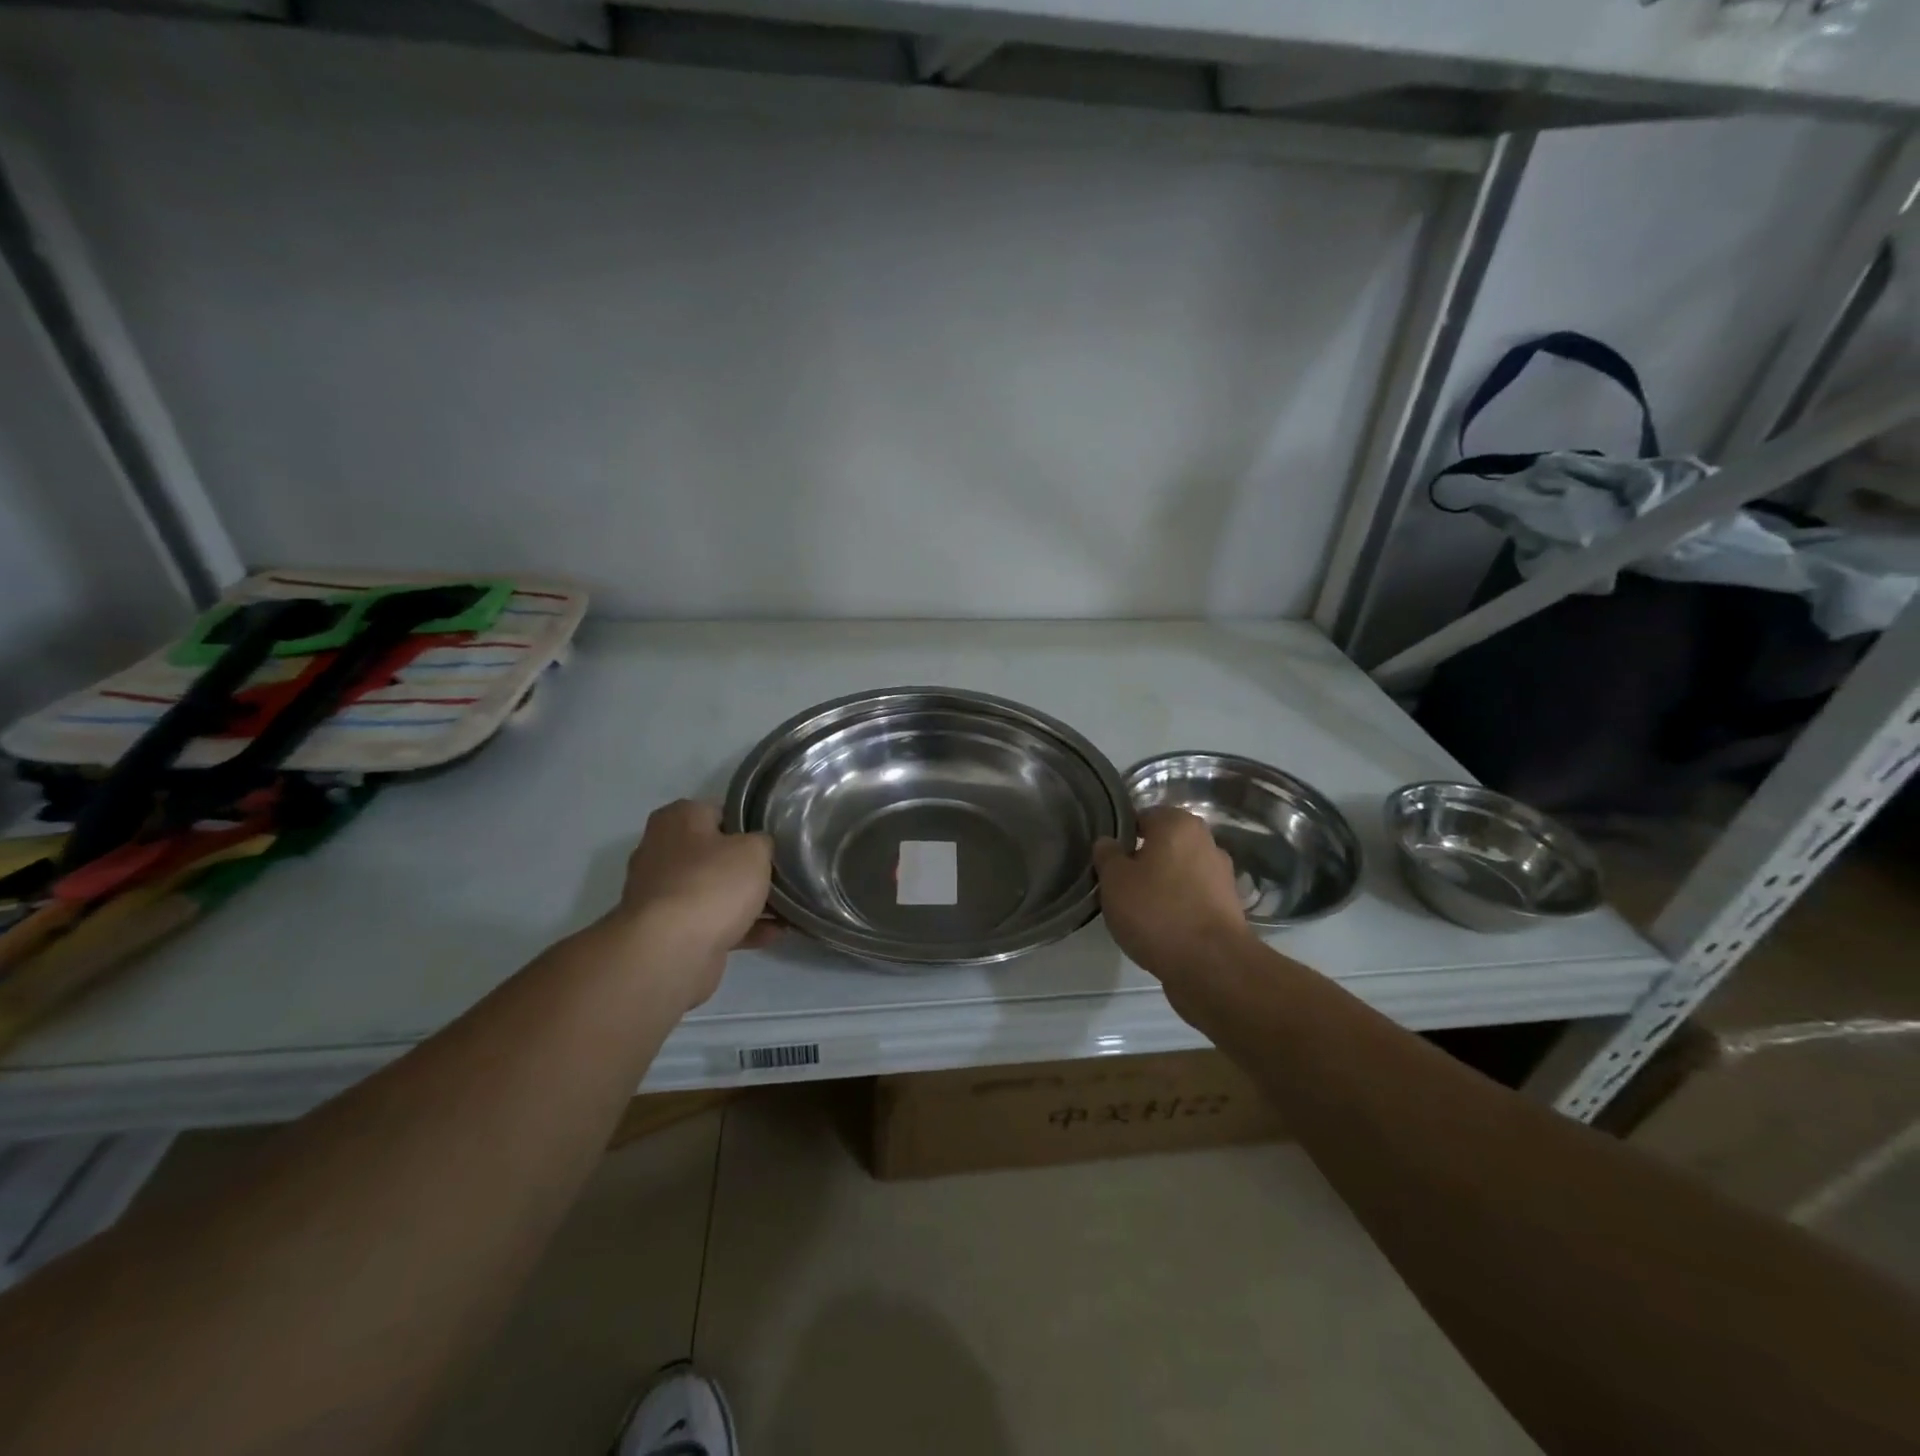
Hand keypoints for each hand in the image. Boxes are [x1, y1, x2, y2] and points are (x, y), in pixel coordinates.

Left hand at [600, 800, 775, 1010]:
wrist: (670, 951)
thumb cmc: (712, 884)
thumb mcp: (754, 849)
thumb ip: (762, 842)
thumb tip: (758, 848)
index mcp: (676, 819)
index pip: (718, 812)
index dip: (748, 825)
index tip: (773, 841)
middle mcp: (661, 851)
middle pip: (714, 853)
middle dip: (745, 866)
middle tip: (779, 873)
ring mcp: (662, 894)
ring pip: (713, 890)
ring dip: (745, 900)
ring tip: (785, 907)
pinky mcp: (668, 931)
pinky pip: (711, 922)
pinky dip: (740, 926)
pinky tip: (774, 932)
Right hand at [1093, 807, 1255, 984]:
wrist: (1212, 966)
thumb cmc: (1157, 911)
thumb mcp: (1114, 880)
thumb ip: (1107, 855)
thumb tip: (1108, 842)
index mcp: (1178, 824)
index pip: (1143, 816)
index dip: (1122, 836)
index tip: (1107, 860)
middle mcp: (1206, 842)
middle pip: (1163, 845)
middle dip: (1142, 862)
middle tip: (1118, 886)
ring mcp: (1221, 876)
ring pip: (1179, 873)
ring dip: (1161, 886)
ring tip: (1137, 912)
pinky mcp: (1229, 908)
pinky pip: (1193, 899)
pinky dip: (1178, 908)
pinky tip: (1161, 928)